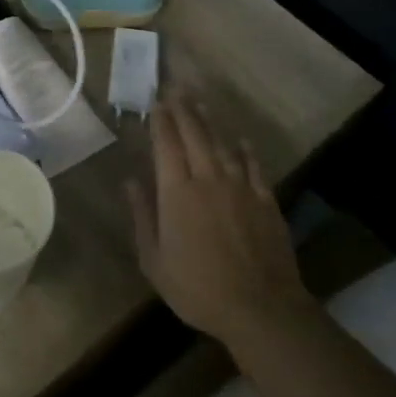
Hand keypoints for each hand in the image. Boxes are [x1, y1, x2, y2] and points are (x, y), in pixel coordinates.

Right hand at [128, 97, 312, 344]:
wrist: (260, 307)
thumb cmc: (197, 288)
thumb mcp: (154, 260)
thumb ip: (143, 217)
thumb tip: (130, 182)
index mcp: (176, 193)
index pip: (166, 145)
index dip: (160, 121)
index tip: (156, 102)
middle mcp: (208, 179)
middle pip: (195, 135)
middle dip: (183, 110)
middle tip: (176, 89)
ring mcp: (240, 187)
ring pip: (222, 144)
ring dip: (210, 122)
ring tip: (200, 105)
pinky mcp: (265, 200)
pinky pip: (253, 165)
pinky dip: (245, 149)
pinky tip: (241, 139)